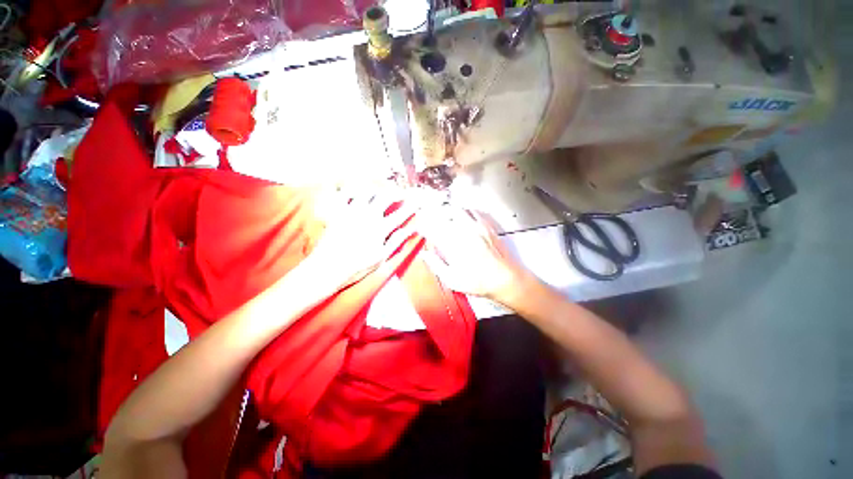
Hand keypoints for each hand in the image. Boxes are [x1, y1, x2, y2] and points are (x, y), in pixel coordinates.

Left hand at [304, 186, 418, 291]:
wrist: (328, 268)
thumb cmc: (358, 266)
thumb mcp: (382, 256)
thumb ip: (397, 240)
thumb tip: (413, 230)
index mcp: (381, 228)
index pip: (401, 213)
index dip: (412, 206)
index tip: (418, 201)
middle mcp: (368, 215)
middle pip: (385, 196)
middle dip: (396, 192)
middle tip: (400, 193)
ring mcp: (352, 212)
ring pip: (366, 190)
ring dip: (376, 189)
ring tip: (379, 191)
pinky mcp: (337, 212)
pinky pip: (344, 194)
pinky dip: (350, 189)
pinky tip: (355, 189)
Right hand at [417, 204, 528, 303]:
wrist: (506, 279)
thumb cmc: (479, 282)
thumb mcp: (453, 280)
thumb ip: (436, 265)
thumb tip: (424, 255)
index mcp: (453, 246)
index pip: (433, 229)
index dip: (423, 226)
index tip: (420, 226)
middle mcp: (464, 233)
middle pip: (445, 214)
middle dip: (434, 214)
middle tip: (430, 217)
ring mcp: (477, 227)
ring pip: (459, 210)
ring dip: (449, 211)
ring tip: (444, 215)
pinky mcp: (487, 226)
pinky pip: (474, 211)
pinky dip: (465, 211)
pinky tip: (463, 216)